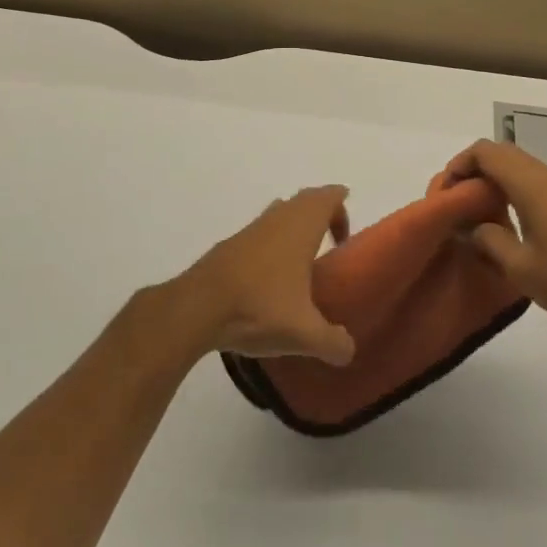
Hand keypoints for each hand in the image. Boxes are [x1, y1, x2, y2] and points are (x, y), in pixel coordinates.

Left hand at [174, 187, 357, 365]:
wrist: (198, 307)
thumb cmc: (259, 307)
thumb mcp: (304, 334)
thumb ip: (333, 343)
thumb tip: (349, 350)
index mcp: (302, 226)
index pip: (328, 196)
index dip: (341, 209)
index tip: (344, 238)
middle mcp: (278, 218)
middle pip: (305, 200)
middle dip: (321, 214)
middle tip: (331, 243)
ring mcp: (251, 229)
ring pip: (280, 213)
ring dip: (295, 227)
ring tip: (302, 262)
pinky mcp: (230, 245)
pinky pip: (260, 232)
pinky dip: (272, 244)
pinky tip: (270, 279)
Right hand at [444, 140, 546, 336]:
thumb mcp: (518, 266)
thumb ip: (487, 239)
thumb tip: (468, 227)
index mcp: (530, 184)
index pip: (486, 152)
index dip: (460, 164)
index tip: (446, 192)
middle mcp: (545, 176)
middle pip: (501, 152)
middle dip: (473, 168)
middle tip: (456, 198)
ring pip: (517, 164)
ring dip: (492, 177)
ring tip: (474, 208)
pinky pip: (530, 178)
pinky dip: (509, 186)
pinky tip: (503, 217)